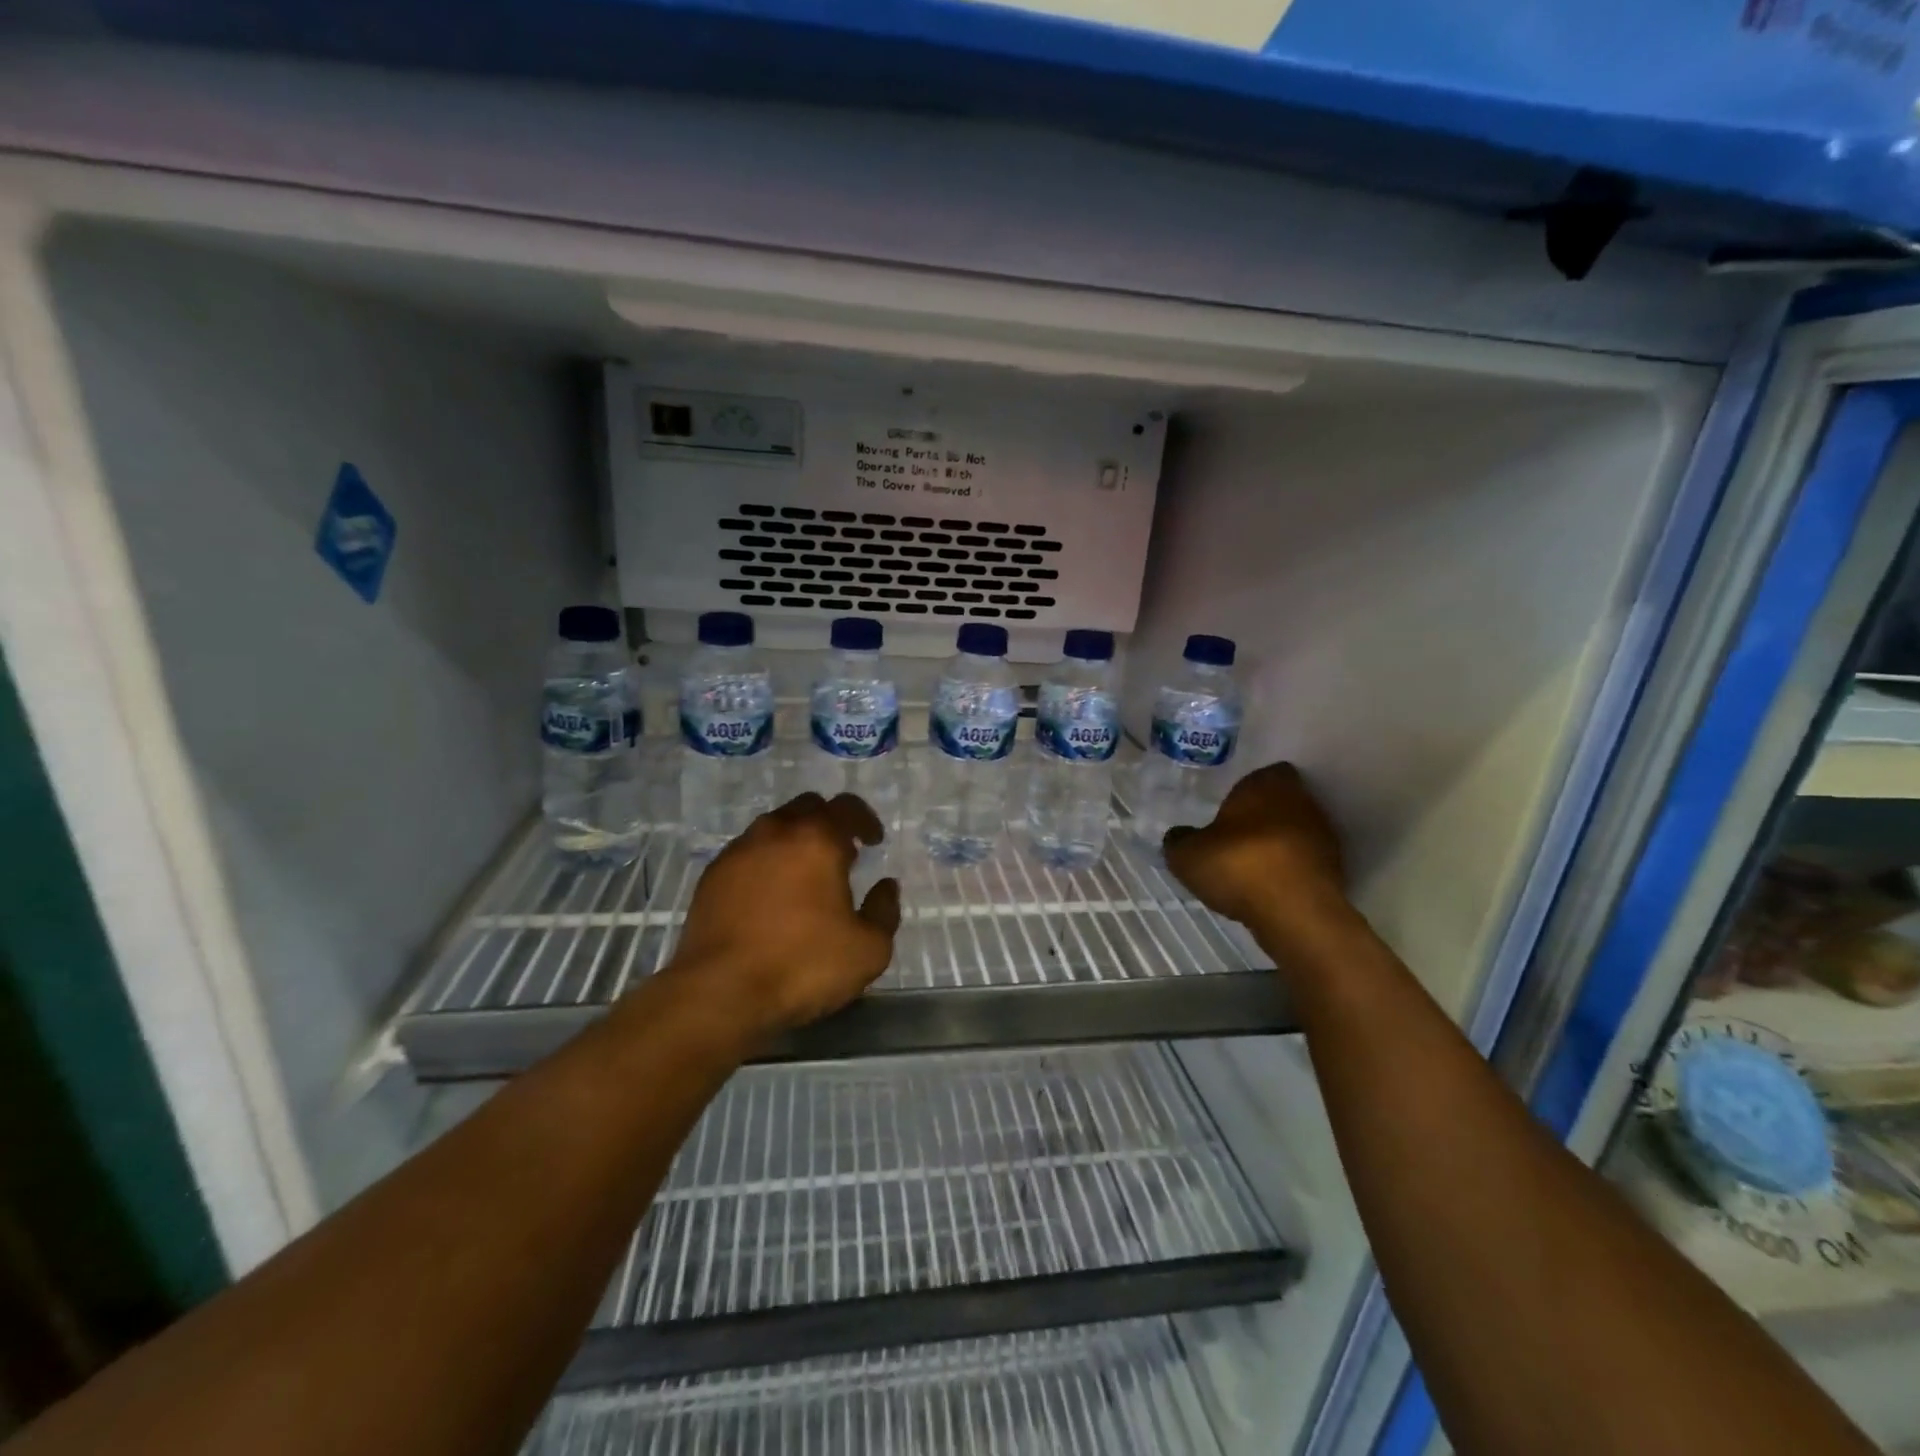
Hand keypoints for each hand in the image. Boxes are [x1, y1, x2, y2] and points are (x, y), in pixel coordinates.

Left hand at [666, 793, 901, 1041]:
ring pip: (773, 828)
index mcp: (817, 840)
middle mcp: (775, 833)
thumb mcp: (869, 949)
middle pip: (807, 807)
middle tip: (840, 854)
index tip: (873, 842)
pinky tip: (770, 896)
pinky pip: (747, 853)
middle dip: (828, 823)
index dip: (865, 820)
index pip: (846, 806)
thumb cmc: (802, 966)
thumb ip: (884, 911)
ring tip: (804, 876)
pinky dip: (765, 862)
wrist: (720, 993)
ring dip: (793, 841)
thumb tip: (885, 887)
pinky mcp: (712, 876)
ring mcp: (738, 852)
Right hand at [1162, 762, 1350, 951]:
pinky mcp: (1335, 869)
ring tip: (1249, 865)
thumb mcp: (1187, 855)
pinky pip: (1304, 861)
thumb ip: (1179, 840)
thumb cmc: (1238, 865)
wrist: (1296, 913)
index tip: (1228, 807)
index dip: (1246, 789)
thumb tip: (1178, 836)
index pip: (1263, 773)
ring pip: (1295, 831)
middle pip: (1281, 801)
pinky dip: (1289, 870)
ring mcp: (1323, 835)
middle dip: (1261, 816)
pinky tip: (1267, 887)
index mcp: (1267, 784)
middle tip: (1233, 835)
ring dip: (1277, 844)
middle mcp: (1301, 801)